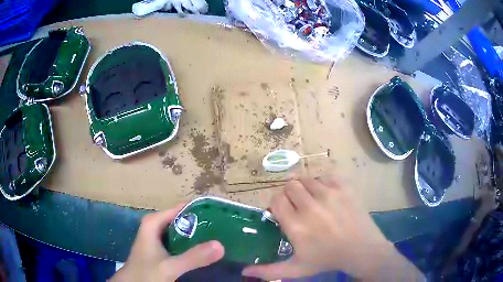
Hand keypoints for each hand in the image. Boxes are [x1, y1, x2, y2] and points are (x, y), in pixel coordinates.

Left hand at [110, 203, 224, 281]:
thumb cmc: (146, 273)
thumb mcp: (169, 266)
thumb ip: (192, 257)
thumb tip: (220, 245)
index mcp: (154, 222)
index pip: (182, 208)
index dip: (201, 210)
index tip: (222, 215)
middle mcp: (156, 226)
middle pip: (183, 219)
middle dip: (203, 224)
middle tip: (225, 229)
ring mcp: (159, 238)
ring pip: (182, 231)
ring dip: (199, 235)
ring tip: (220, 237)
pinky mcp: (162, 249)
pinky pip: (181, 242)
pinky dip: (192, 245)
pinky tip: (205, 251)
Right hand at [242, 176, 423, 280]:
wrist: (362, 249)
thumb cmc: (327, 259)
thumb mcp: (296, 269)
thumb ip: (268, 271)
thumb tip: (243, 272)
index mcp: (296, 225)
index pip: (276, 199)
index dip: (277, 204)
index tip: (283, 212)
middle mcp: (310, 205)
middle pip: (289, 185)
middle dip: (290, 195)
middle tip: (298, 207)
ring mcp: (329, 193)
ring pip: (306, 178)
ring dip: (305, 188)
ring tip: (312, 201)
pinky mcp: (344, 187)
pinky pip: (325, 176)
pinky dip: (322, 183)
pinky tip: (326, 196)